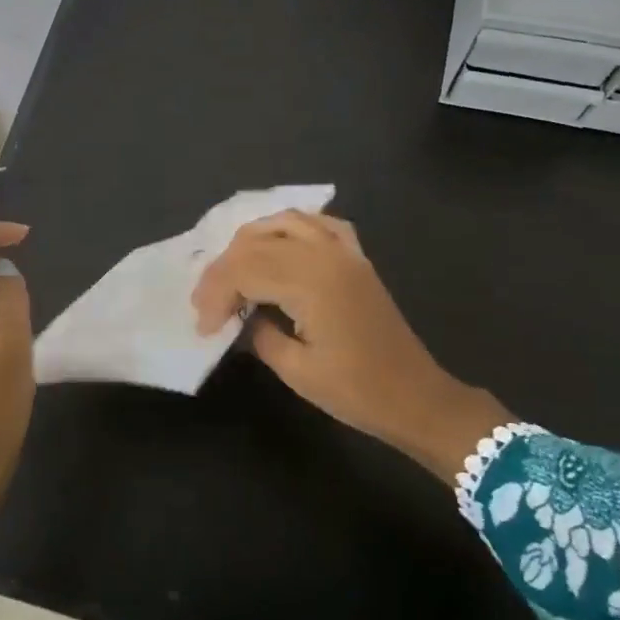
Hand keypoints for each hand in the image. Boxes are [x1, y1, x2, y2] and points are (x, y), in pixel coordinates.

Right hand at [192, 211, 511, 481]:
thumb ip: (258, 334)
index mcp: (310, 283)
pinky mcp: (355, 258)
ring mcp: (343, 251)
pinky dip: (289, 228)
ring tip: (232, 273)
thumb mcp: (297, 371)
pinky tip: (276, 245)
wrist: (415, 397)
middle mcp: (325, 255)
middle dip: (223, 271)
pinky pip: (318, 224)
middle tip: (206, 305)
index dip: (215, 294)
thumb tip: (238, 316)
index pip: (244, 270)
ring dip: (249, 242)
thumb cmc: (356, 392)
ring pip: (283, 222)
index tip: (203, 328)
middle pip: (256, 243)